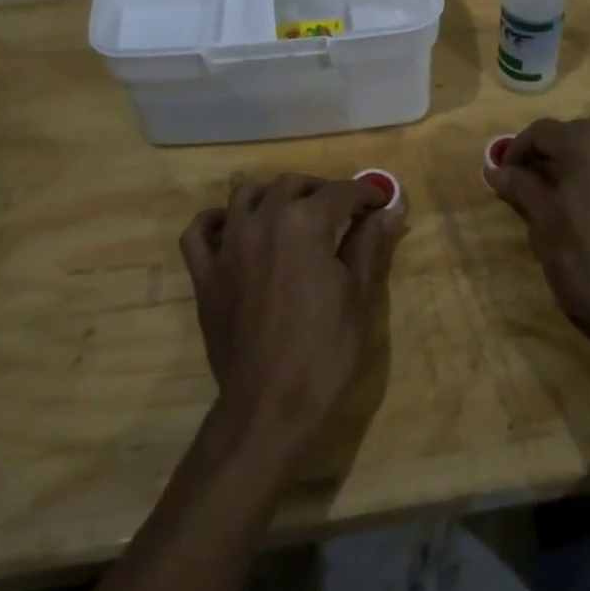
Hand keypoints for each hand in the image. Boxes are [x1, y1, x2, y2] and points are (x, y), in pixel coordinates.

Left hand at [179, 173, 408, 444]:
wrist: (269, 405)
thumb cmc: (324, 351)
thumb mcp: (358, 295)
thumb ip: (368, 244)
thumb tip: (390, 210)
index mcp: (304, 223)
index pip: (340, 192)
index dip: (365, 193)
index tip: (381, 202)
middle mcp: (262, 220)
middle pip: (292, 185)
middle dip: (321, 190)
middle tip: (342, 211)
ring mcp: (227, 245)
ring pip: (245, 195)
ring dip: (272, 196)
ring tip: (291, 214)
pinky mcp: (204, 273)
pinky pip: (199, 231)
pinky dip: (216, 222)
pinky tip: (234, 230)